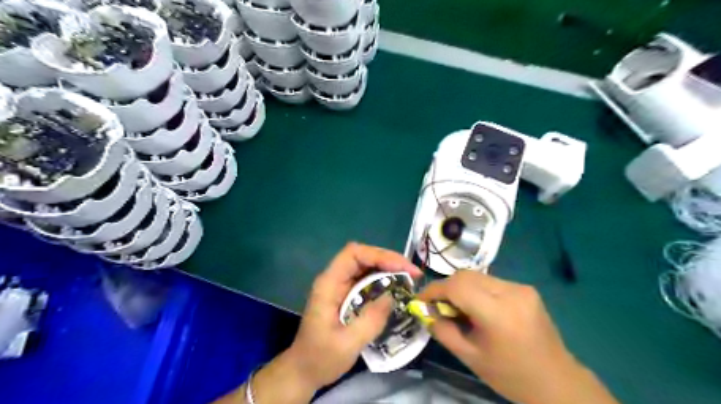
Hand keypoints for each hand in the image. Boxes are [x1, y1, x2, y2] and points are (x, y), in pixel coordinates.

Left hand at [288, 242, 423, 389]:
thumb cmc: (320, 358)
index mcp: (329, 284)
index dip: (379, 255)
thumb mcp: (347, 344)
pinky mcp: (347, 295)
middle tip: (413, 273)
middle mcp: (335, 279)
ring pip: (366, 266)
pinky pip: (367, 280)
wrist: (303, 371)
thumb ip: (370, 320)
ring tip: (410, 279)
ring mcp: (340, 286)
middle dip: (389, 260)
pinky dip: (384, 280)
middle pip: (363, 256)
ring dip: (389, 269)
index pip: (353, 254)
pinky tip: (397, 289)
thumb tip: (392, 297)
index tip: (402, 268)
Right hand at [420, 271, 615, 403]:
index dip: (434, 289)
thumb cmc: (510, 375)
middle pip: (466, 276)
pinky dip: (476, 290)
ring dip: (460, 288)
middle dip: (446, 287)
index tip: (420, 299)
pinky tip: (477, 307)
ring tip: (457, 308)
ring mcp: (521, 288)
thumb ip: (443, 330)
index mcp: (498, 313)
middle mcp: (511, 292)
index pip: (457, 286)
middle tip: (437, 305)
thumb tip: (427, 311)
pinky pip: (491, 282)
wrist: (556, 381)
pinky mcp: (526, 288)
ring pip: (477, 276)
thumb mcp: (469, 357)